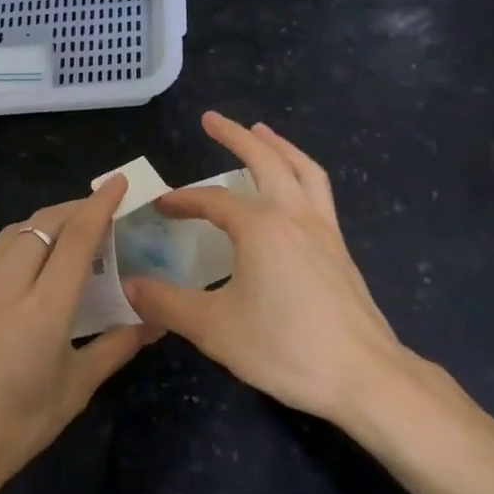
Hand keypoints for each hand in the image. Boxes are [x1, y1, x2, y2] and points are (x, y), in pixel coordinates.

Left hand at [0, 176, 159, 493]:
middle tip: (97, 212)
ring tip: (65, 233)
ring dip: (43, 223)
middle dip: (73, 208)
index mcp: (44, 310)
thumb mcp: (74, 390)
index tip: (117, 181)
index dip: (99, 205)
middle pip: (42, 224)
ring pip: (12, 233)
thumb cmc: (16, 429)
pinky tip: (26, 266)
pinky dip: (17, 244)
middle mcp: (6, 287)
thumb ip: (116, 346)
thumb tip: (154, 320)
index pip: (77, 239)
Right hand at [123, 112, 430, 424]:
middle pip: (265, 159)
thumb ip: (168, 303)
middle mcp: (293, 215)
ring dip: (278, 146)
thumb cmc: (285, 347)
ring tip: (260, 131)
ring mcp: (323, 229)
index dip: (183, 200)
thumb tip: (130, 286)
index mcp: (261, 227)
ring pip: (302, 168)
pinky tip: (292, 189)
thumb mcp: (214, 328)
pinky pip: (318, 191)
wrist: (363, 375)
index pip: (212, 200)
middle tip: (212, 118)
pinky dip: (300, 172)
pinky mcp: (340, 248)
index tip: (160, 206)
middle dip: (235, 136)